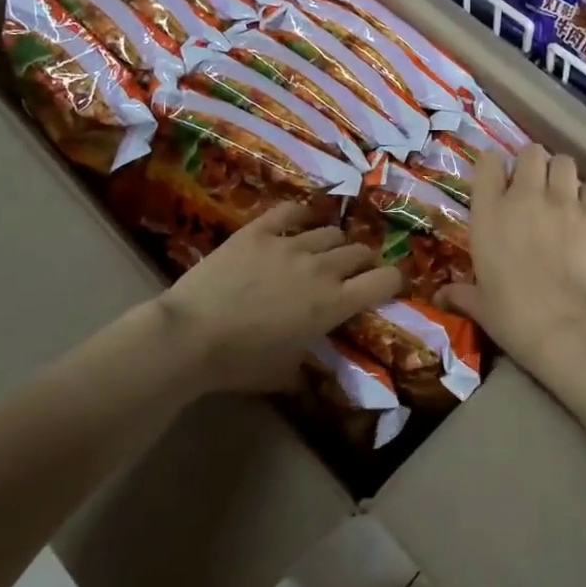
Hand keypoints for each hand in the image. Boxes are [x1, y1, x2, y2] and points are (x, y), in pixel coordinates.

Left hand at [156, 202, 402, 393]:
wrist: (190, 334)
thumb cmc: (239, 362)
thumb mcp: (284, 375)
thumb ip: (307, 367)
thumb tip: (310, 369)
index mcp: (333, 304)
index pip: (385, 281)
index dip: (395, 281)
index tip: (391, 286)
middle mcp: (321, 268)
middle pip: (360, 252)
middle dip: (364, 262)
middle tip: (355, 272)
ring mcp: (289, 244)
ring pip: (330, 231)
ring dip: (334, 243)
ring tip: (324, 251)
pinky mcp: (258, 231)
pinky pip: (290, 211)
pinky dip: (301, 214)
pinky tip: (300, 220)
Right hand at [437, 145, 585, 377]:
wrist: (569, 328)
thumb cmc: (514, 317)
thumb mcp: (481, 306)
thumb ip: (461, 293)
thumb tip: (440, 296)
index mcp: (489, 213)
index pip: (488, 163)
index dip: (493, 166)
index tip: (496, 179)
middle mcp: (526, 197)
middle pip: (531, 152)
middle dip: (532, 164)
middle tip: (533, 185)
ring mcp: (564, 202)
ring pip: (565, 161)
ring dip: (561, 174)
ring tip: (561, 193)